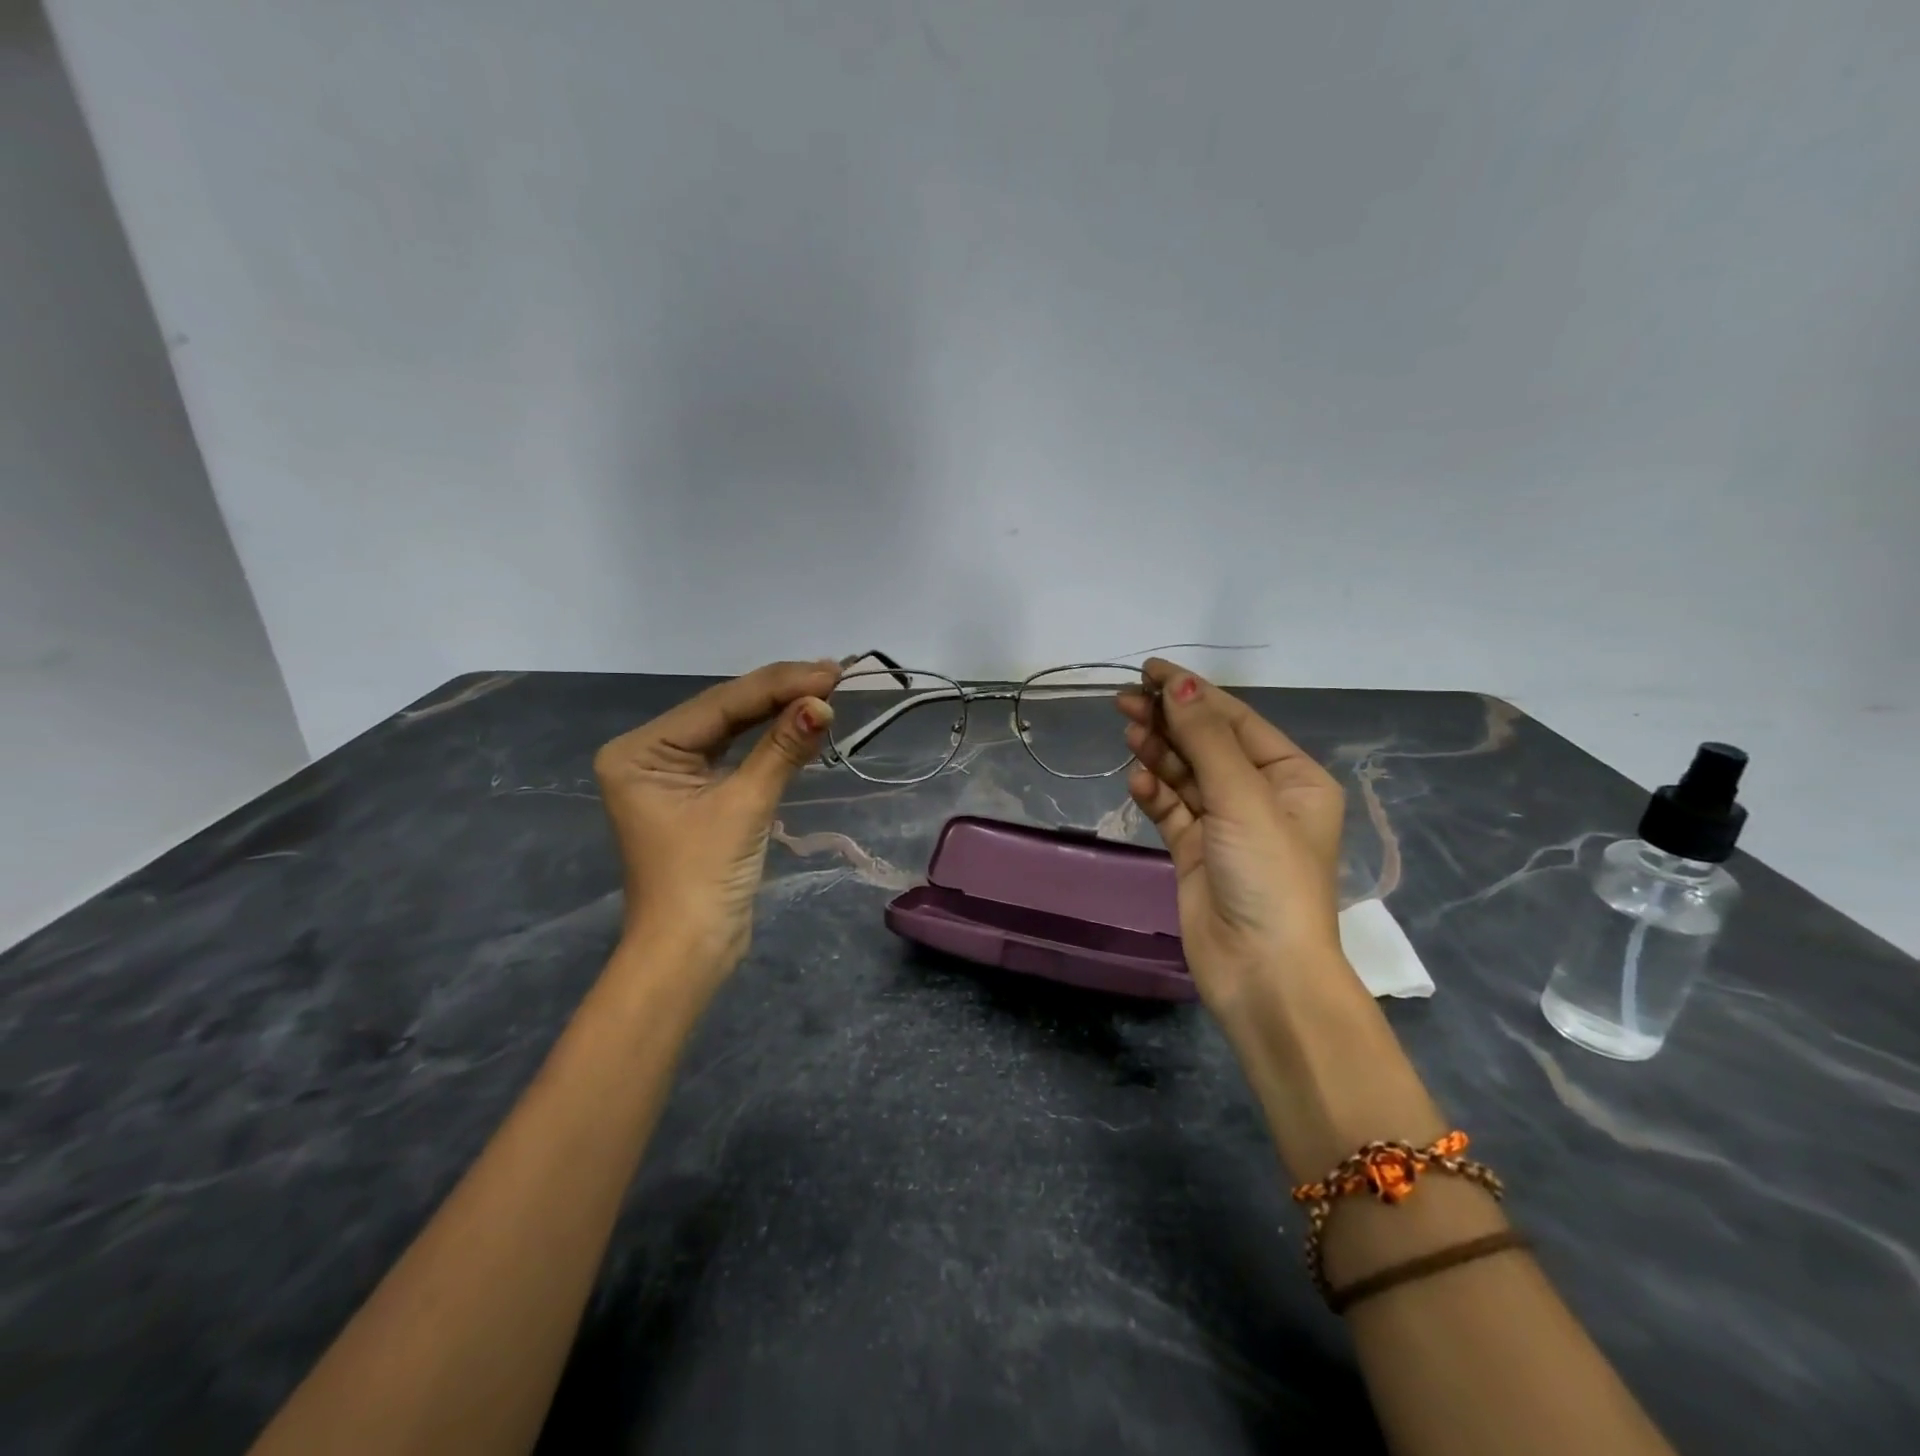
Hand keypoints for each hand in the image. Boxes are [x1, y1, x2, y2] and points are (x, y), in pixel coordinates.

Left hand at [594, 660, 839, 979]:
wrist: (689, 952)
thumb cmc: (703, 878)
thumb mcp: (745, 805)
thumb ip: (782, 749)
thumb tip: (822, 704)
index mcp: (640, 751)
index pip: (719, 705)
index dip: (777, 685)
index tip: (829, 671)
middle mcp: (649, 754)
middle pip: (724, 713)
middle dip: (779, 694)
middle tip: (834, 674)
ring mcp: (673, 774)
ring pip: (733, 730)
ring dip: (778, 713)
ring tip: (825, 689)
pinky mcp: (697, 794)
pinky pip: (736, 755)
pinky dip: (770, 742)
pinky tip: (800, 721)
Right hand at [1116, 658, 1350, 1012]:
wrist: (1262, 972)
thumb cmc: (1268, 875)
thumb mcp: (1242, 798)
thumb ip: (1206, 739)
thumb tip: (1177, 684)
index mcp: (1292, 778)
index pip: (1236, 721)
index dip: (1193, 693)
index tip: (1149, 670)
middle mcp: (1262, 797)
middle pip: (1208, 745)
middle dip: (1170, 720)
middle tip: (1125, 700)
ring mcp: (1227, 827)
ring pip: (1186, 776)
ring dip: (1159, 752)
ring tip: (1128, 731)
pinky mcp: (1197, 853)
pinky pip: (1173, 810)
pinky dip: (1155, 792)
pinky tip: (1137, 779)